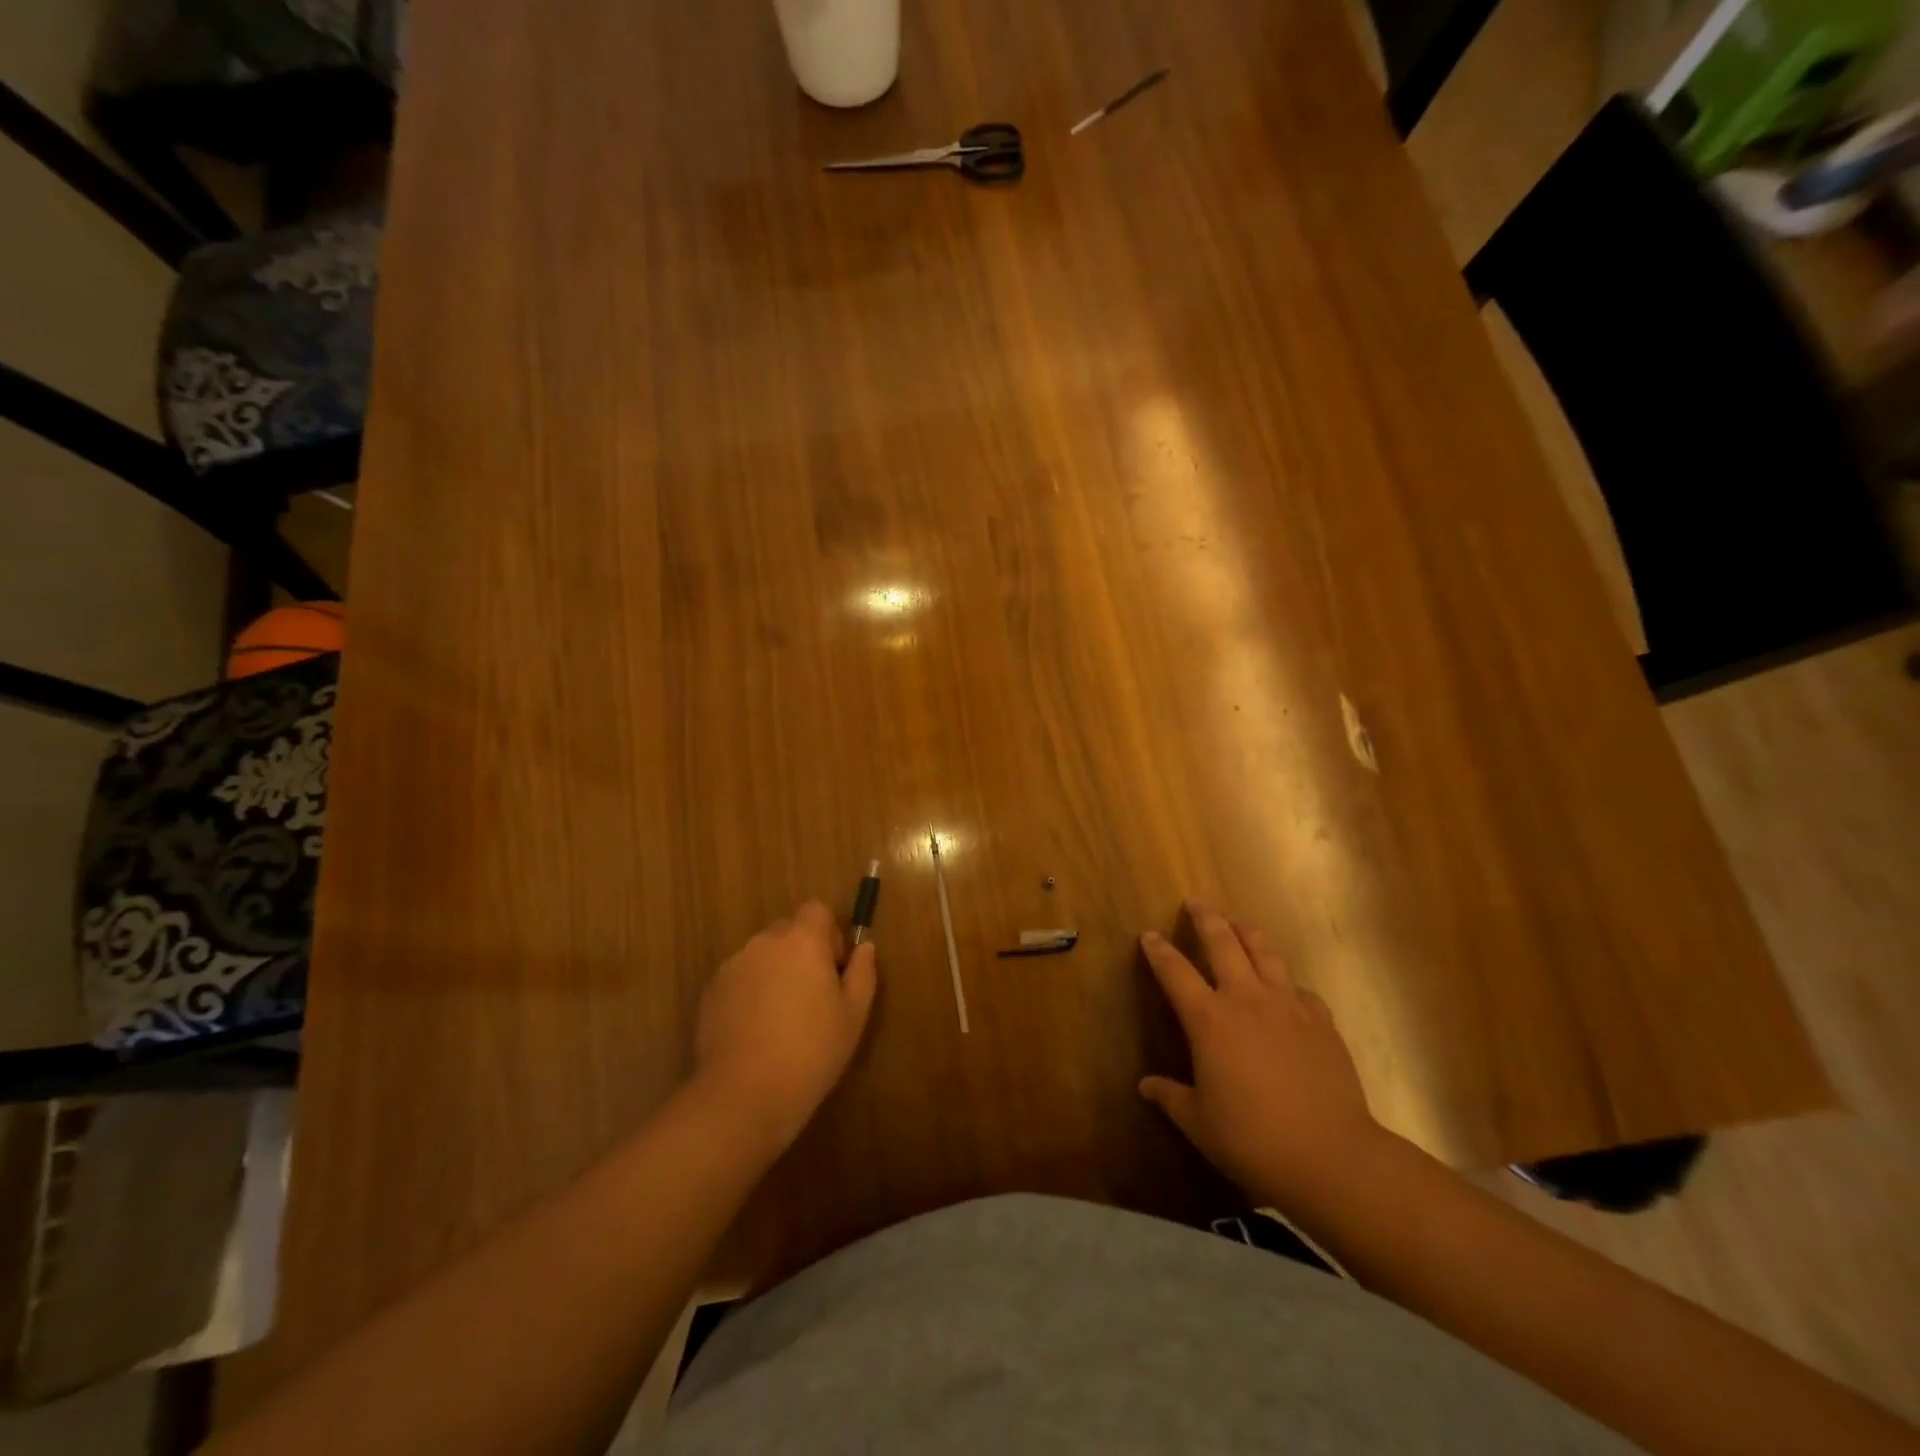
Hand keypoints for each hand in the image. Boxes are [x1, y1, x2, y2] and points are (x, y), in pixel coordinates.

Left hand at [692, 901, 877, 1155]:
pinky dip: (751, 991)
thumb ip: (862, 972)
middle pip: (787, 930)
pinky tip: (757, 1030)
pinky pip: (740, 977)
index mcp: (802, 941)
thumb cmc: (811, 1051)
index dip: (829, 933)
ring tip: (782, 1017)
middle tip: (812, 996)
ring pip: (762, 955)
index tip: (834, 968)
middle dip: (802, 952)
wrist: (744, 1094)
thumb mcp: (853, 1015)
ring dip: (775, 971)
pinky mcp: (711, 991)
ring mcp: (733, 966)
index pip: (816, 909)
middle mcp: (764, 943)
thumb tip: (864, 947)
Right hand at [1139, 903, 1386, 1211]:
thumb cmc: (1253, 1139)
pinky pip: (1300, 988)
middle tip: (1195, 903)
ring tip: (1239, 924)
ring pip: (1265, 952)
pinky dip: (1286, 981)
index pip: (1175, 971)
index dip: (1158, 951)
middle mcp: (1246, 999)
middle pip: (1223, 942)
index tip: (1148, 935)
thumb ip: (1170, 1097)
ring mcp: (1288, 1006)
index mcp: (1209, 1019)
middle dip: (1206, 918)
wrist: (1332, 1156)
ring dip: (1248, 932)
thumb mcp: (1199, 1123)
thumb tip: (1146, 1086)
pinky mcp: (1321, 1021)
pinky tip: (1286, 989)